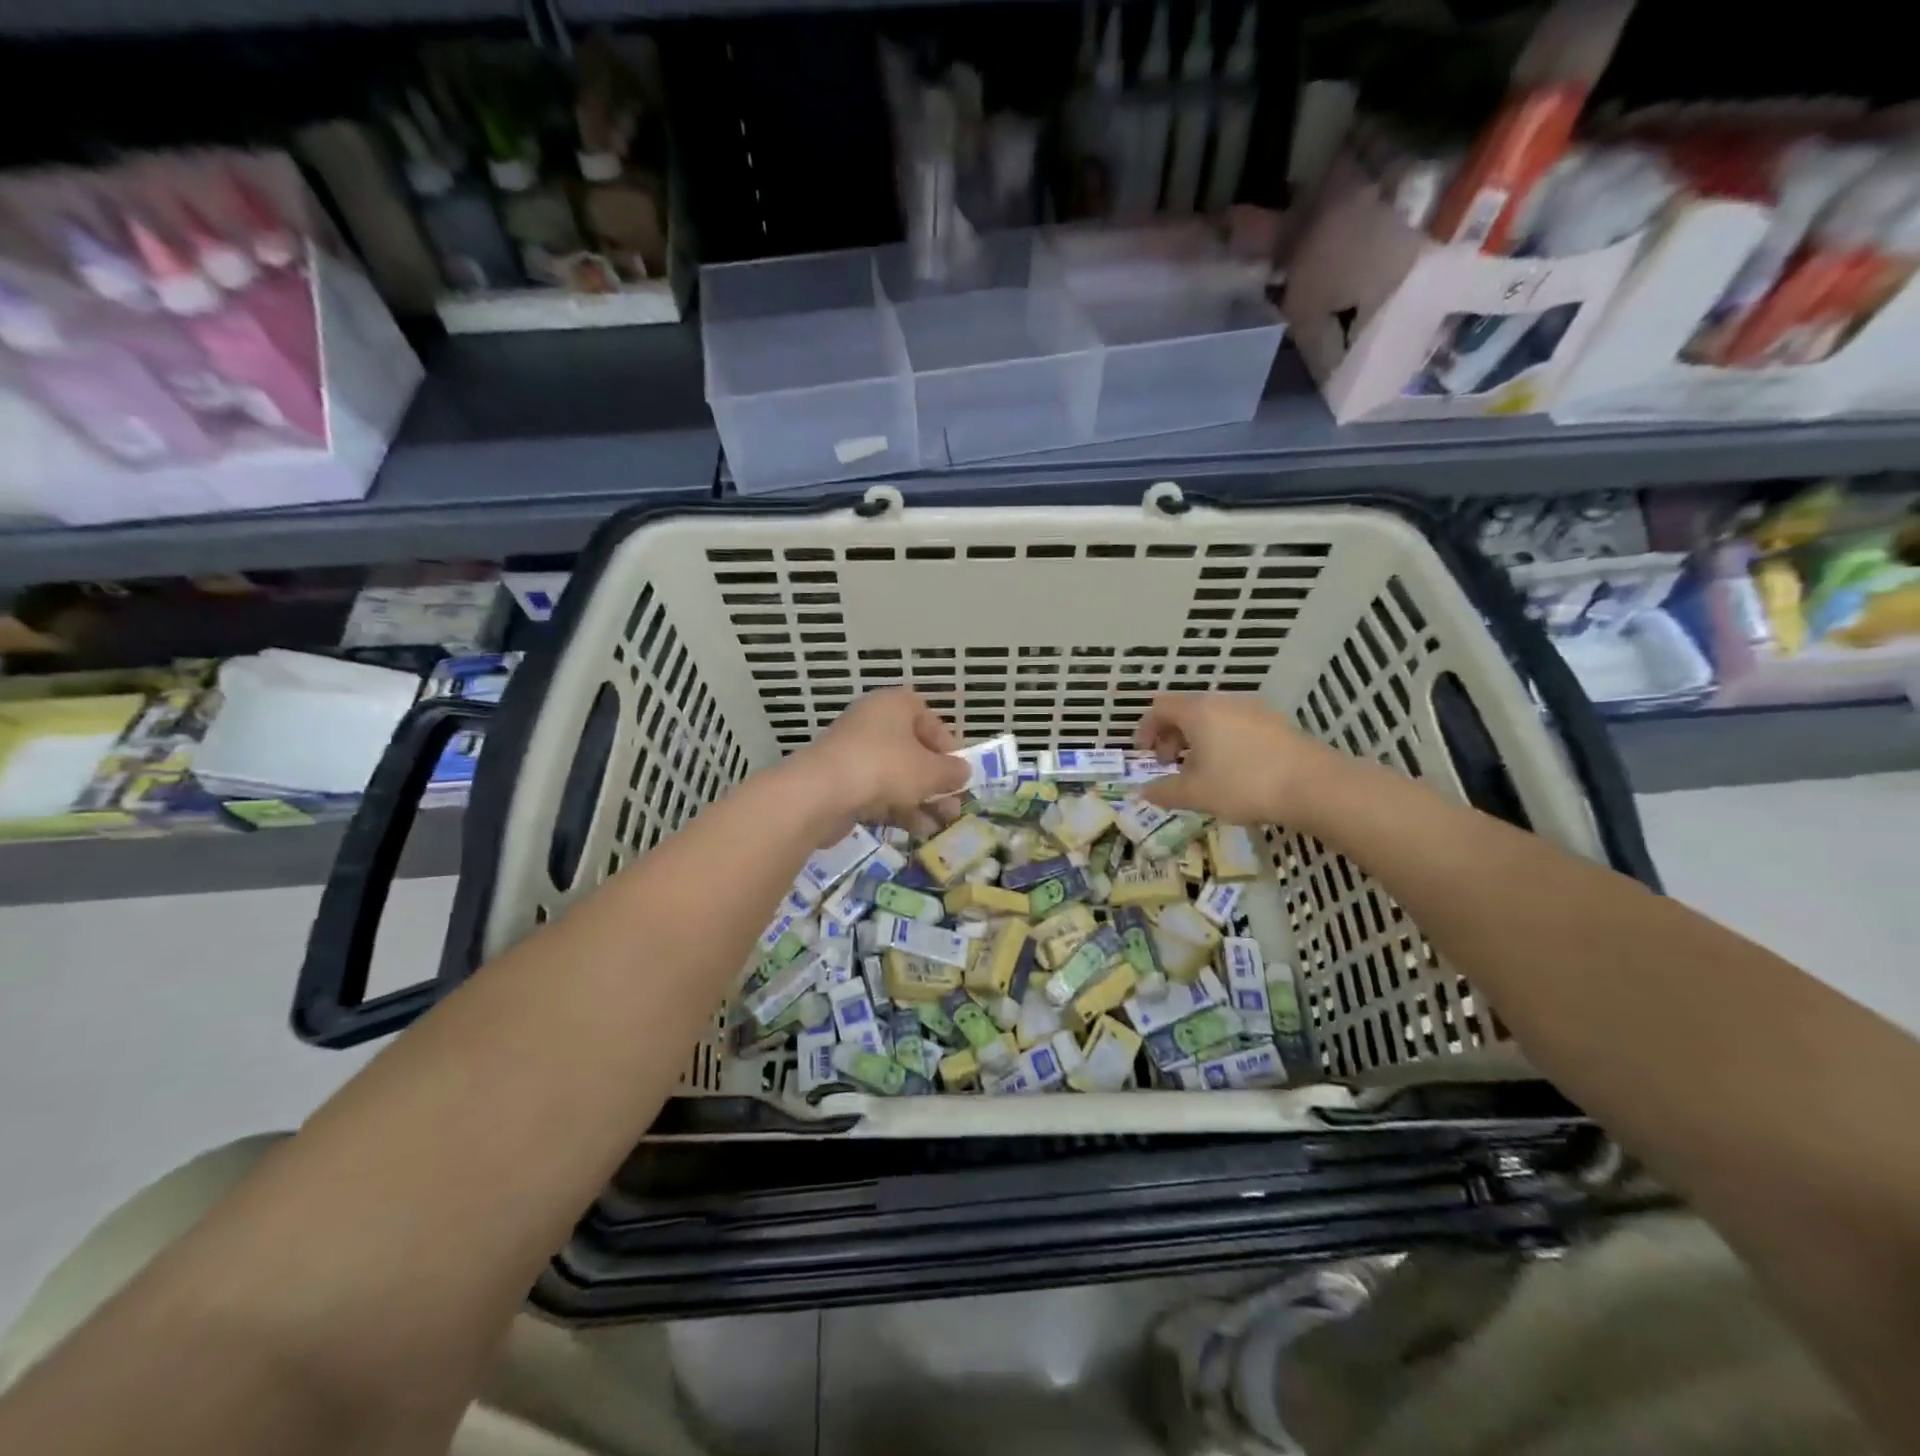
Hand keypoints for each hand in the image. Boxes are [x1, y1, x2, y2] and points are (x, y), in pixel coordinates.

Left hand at [792, 688, 968, 832]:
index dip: (948, 745)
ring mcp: (853, 752)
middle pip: (913, 750)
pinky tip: (917, 830)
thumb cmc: (885, 768)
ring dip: (921, 799)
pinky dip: (898, 807)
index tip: (959, 771)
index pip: (928, 718)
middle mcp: (872, 722)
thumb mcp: (930, 771)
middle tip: (953, 805)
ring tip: (940, 824)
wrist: (822, 793)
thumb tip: (963, 772)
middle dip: (936, 780)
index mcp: (894, 705)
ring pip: (896, 774)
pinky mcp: (841, 780)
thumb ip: (952, 772)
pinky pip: (877, 791)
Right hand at [1133, 692, 1344, 825]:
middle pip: (1186, 711)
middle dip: (1171, 737)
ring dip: (1198, 741)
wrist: (1314, 786)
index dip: (1145, 730)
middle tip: (1170, 766)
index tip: (1145, 756)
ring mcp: (1254, 710)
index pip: (1160, 708)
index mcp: (1198, 711)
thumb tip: (1143, 792)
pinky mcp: (1276, 724)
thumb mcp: (1196, 794)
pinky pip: (1236, 726)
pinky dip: (1223, 743)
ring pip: (1213, 719)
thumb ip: (1164, 792)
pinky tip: (1233, 772)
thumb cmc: (1244, 784)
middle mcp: (1224, 702)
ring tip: (1202, 772)